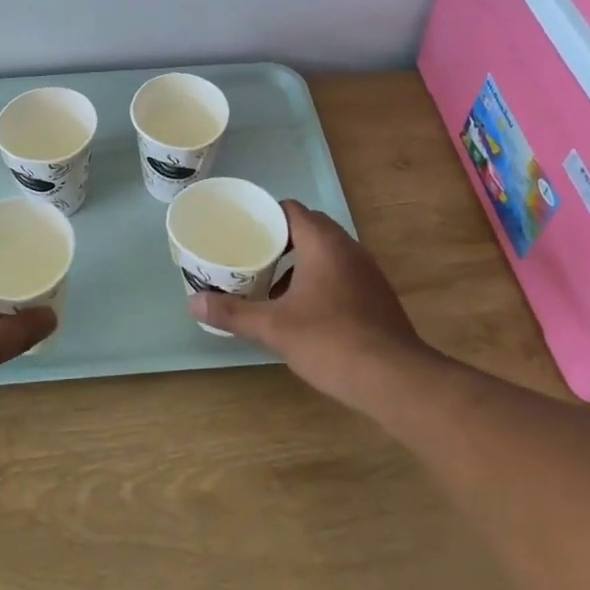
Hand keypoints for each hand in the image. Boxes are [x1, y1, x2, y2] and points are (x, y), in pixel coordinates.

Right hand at [190, 200, 427, 408]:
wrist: (396, 380)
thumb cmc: (331, 342)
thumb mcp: (274, 328)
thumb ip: (233, 313)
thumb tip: (193, 303)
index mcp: (323, 243)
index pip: (291, 210)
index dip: (265, 216)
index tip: (242, 231)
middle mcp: (348, 248)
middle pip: (309, 228)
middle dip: (280, 240)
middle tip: (251, 257)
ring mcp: (368, 272)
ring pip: (327, 253)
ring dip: (300, 262)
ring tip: (272, 287)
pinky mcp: (378, 295)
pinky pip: (342, 273)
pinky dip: (320, 280)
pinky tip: (305, 311)